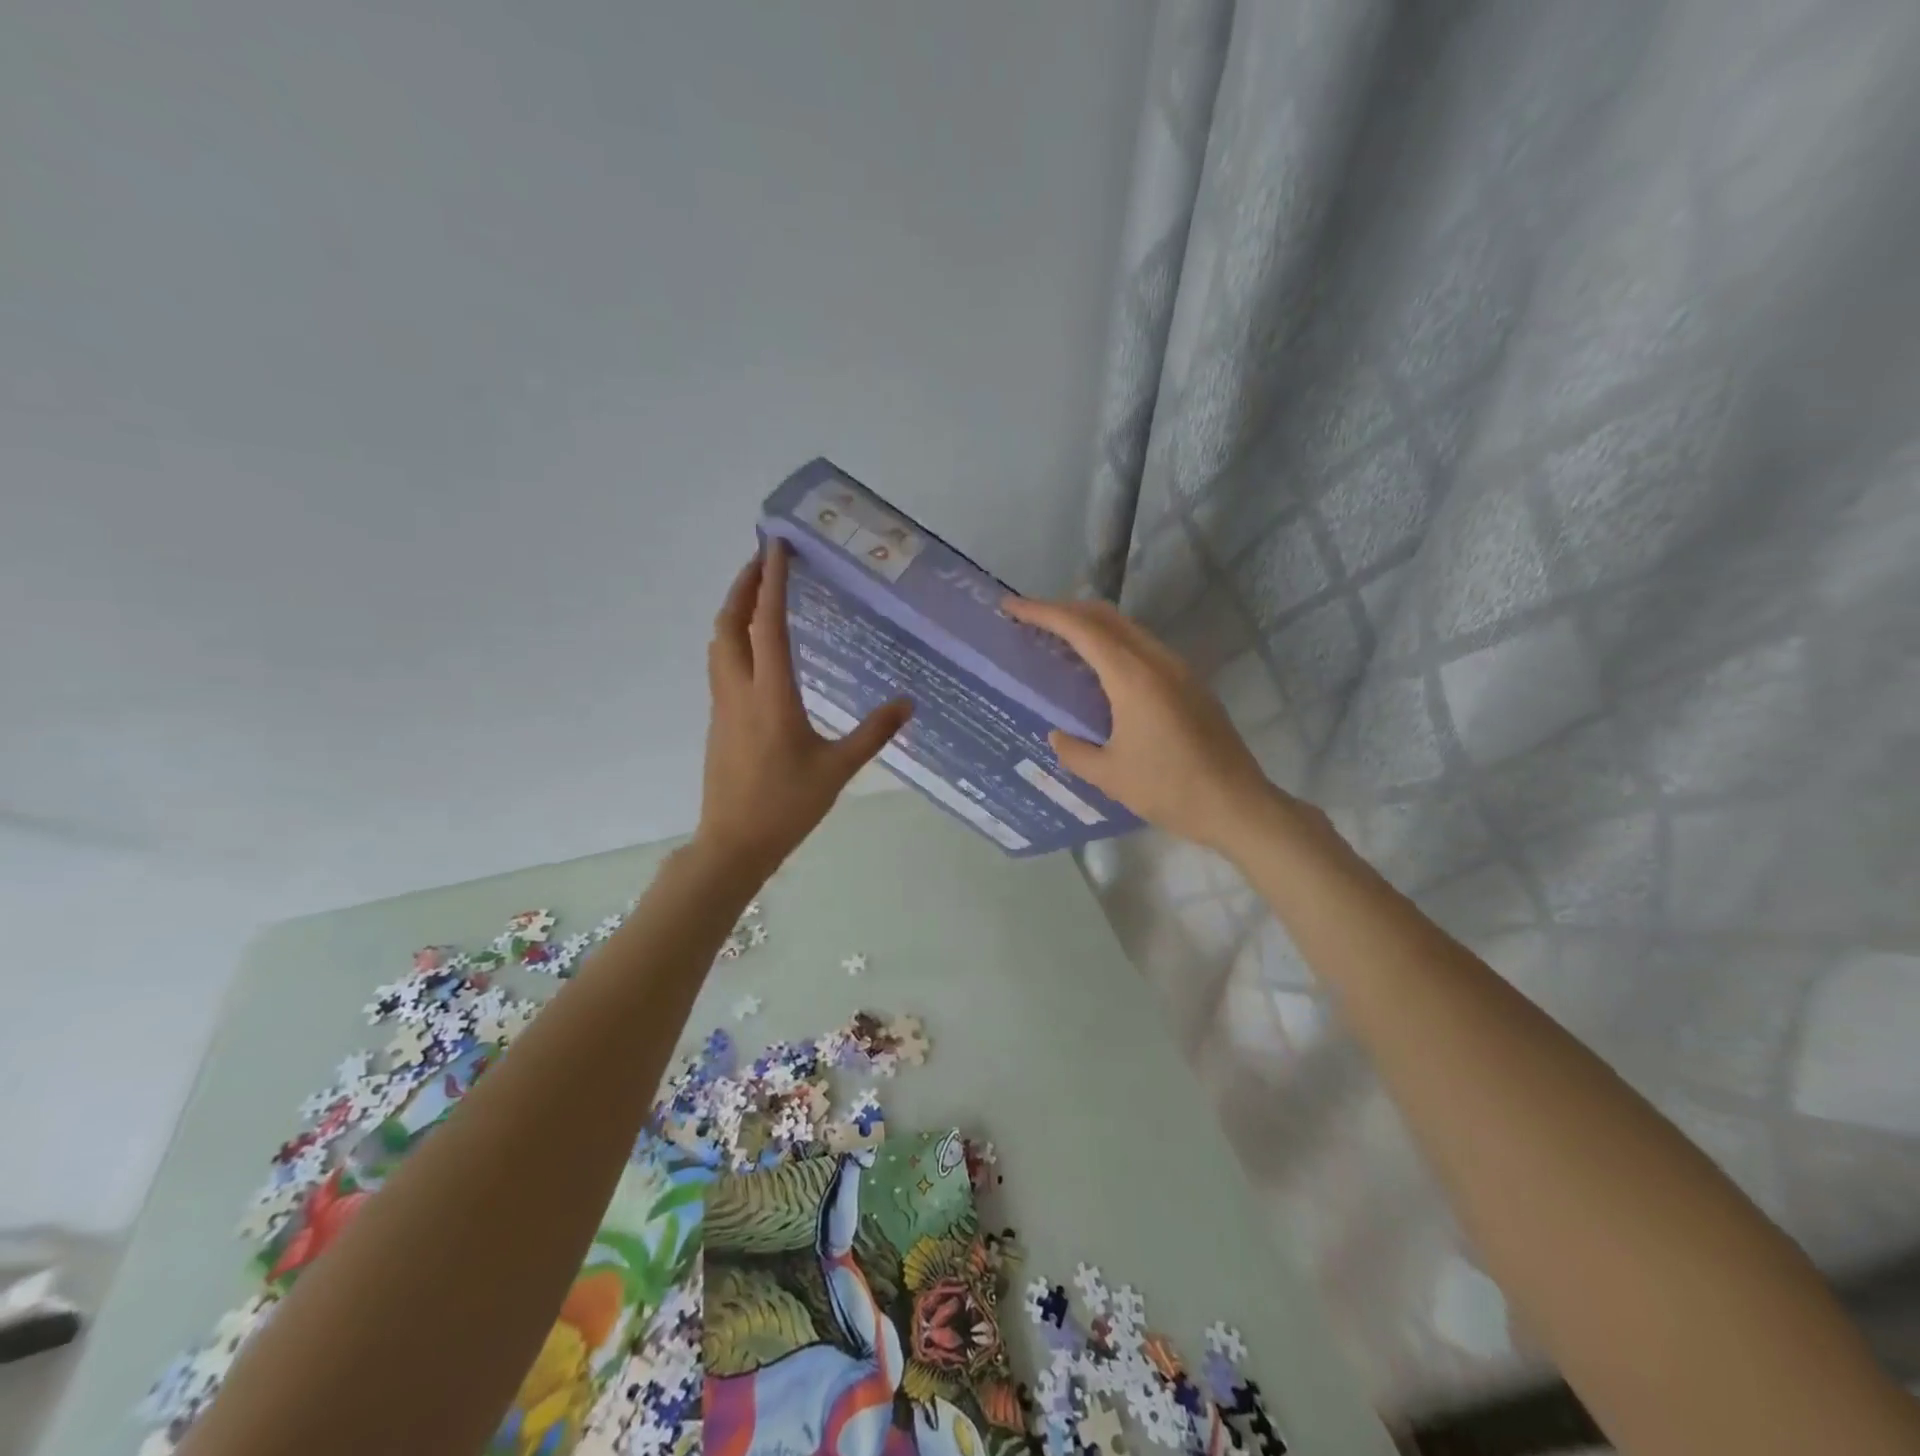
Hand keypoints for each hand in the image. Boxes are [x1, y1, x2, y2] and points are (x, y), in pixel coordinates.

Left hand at [697, 541, 910, 875]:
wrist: (734, 844)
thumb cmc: (787, 806)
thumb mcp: (838, 769)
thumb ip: (873, 733)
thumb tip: (908, 703)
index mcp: (771, 696)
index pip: (767, 625)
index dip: (771, 582)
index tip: (776, 547)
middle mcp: (740, 691)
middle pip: (728, 624)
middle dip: (742, 585)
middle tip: (763, 558)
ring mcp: (723, 705)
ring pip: (718, 644)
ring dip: (733, 610)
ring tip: (756, 593)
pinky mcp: (719, 720)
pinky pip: (721, 664)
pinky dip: (733, 638)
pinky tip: (754, 647)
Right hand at [1002, 596, 1288, 856]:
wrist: (1237, 805)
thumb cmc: (1169, 789)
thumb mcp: (1109, 775)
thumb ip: (1074, 751)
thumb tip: (1057, 735)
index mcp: (1133, 677)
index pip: (1081, 629)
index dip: (1044, 612)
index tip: (1012, 607)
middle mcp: (1157, 662)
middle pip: (1106, 617)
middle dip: (1066, 610)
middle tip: (1032, 620)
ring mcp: (1179, 670)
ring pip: (1128, 630)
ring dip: (1092, 627)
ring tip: (1060, 642)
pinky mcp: (1190, 684)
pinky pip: (1144, 649)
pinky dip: (1114, 645)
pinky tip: (1100, 672)